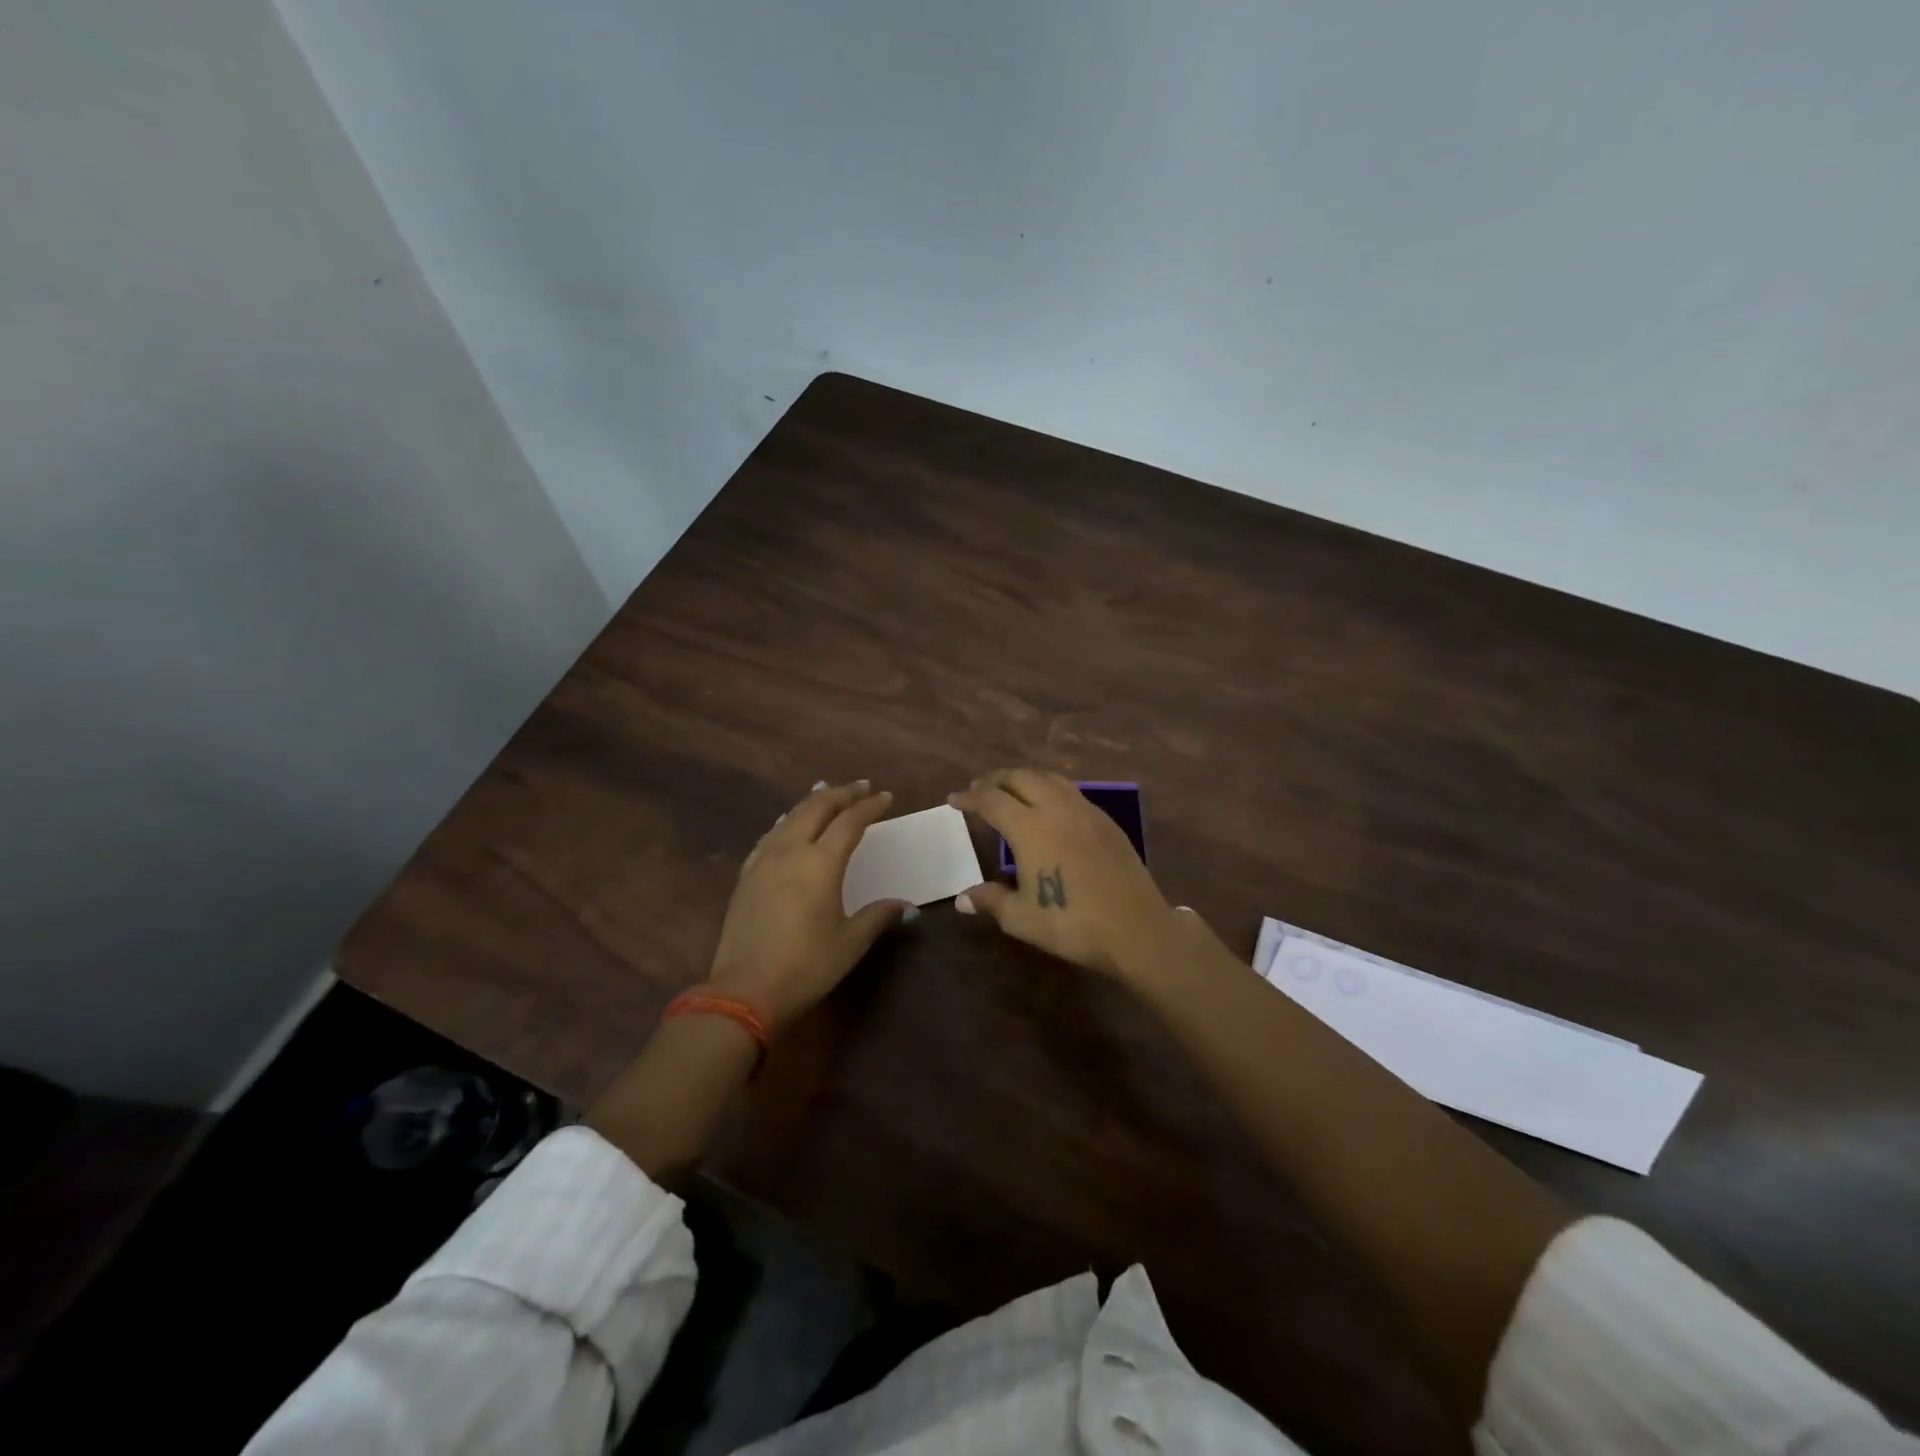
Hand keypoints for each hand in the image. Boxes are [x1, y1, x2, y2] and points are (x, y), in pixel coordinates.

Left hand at [706, 780, 910, 1030]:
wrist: (744, 990)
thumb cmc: (806, 966)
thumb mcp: (850, 943)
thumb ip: (878, 916)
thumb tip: (906, 906)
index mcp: (821, 863)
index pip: (849, 822)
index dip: (869, 807)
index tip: (886, 797)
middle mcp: (791, 851)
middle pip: (817, 808)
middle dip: (842, 793)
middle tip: (862, 787)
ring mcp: (764, 860)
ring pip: (790, 816)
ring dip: (813, 801)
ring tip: (827, 792)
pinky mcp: (746, 875)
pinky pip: (771, 834)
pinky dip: (787, 820)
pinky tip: (787, 822)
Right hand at [949, 768, 1178, 978]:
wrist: (1135, 928)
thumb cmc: (1071, 923)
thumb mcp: (1021, 917)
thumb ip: (990, 901)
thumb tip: (962, 899)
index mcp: (1029, 827)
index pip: (991, 799)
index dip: (970, 797)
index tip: (954, 799)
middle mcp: (1056, 808)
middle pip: (1020, 778)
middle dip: (996, 779)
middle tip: (980, 789)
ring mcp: (1086, 811)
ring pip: (1050, 778)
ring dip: (1025, 779)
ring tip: (1013, 790)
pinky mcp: (1107, 821)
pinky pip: (1072, 791)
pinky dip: (1051, 789)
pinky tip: (1051, 808)